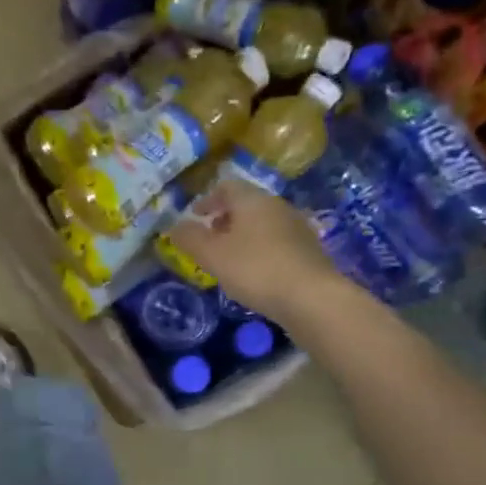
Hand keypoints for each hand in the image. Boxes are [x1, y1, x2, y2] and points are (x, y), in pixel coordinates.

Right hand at [164, 181, 346, 321]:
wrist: (312, 298)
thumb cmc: (255, 269)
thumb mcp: (211, 255)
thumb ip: (189, 238)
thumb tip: (174, 226)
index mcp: (253, 200)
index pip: (226, 186)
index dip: (207, 199)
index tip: (194, 217)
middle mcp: (277, 205)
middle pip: (246, 203)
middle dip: (224, 218)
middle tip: (208, 238)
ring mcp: (297, 227)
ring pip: (263, 223)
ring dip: (243, 235)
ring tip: (229, 258)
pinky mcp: (309, 250)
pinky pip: (277, 241)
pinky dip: (260, 249)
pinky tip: (255, 272)